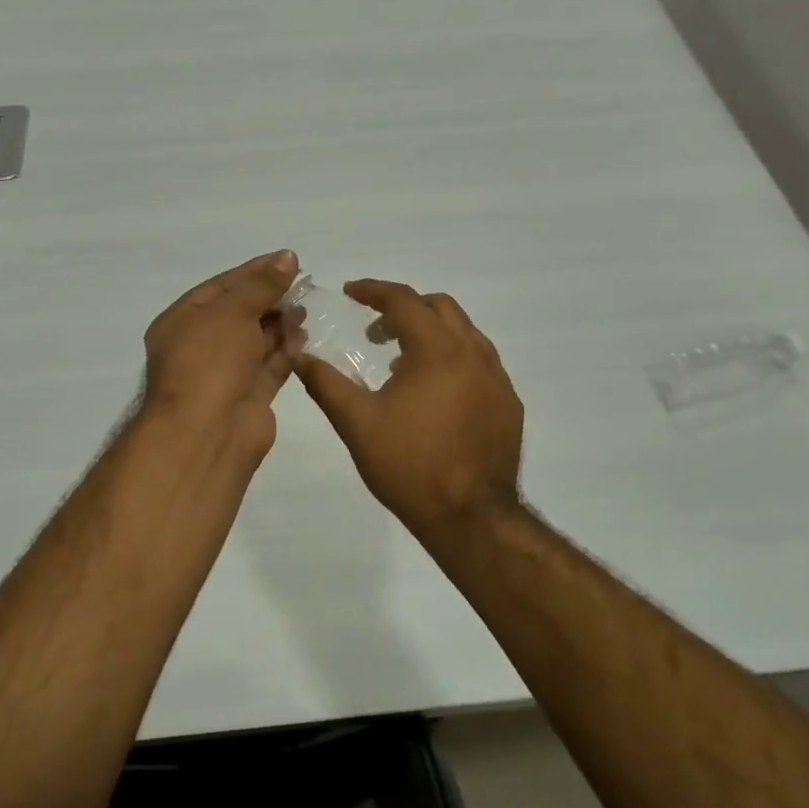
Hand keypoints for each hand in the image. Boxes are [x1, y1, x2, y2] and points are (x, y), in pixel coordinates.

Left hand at [143, 251, 306, 462]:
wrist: (207, 433)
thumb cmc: (209, 361)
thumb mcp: (233, 311)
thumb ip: (262, 284)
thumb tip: (287, 257)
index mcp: (181, 322)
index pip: (220, 288)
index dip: (253, 272)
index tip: (287, 260)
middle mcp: (200, 347)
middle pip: (239, 313)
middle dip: (269, 297)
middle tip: (303, 282)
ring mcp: (224, 374)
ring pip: (255, 341)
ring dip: (280, 322)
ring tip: (306, 305)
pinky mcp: (248, 397)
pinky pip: (269, 366)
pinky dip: (286, 350)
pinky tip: (304, 333)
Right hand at [294, 280, 523, 534]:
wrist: (471, 517)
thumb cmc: (409, 465)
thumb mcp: (357, 423)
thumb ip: (326, 383)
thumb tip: (300, 356)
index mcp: (437, 349)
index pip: (403, 300)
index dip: (373, 290)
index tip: (350, 292)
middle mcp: (473, 352)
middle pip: (439, 307)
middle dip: (405, 308)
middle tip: (375, 331)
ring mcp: (497, 378)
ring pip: (465, 333)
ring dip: (431, 332)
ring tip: (401, 362)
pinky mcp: (509, 403)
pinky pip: (480, 362)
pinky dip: (454, 359)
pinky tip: (436, 393)